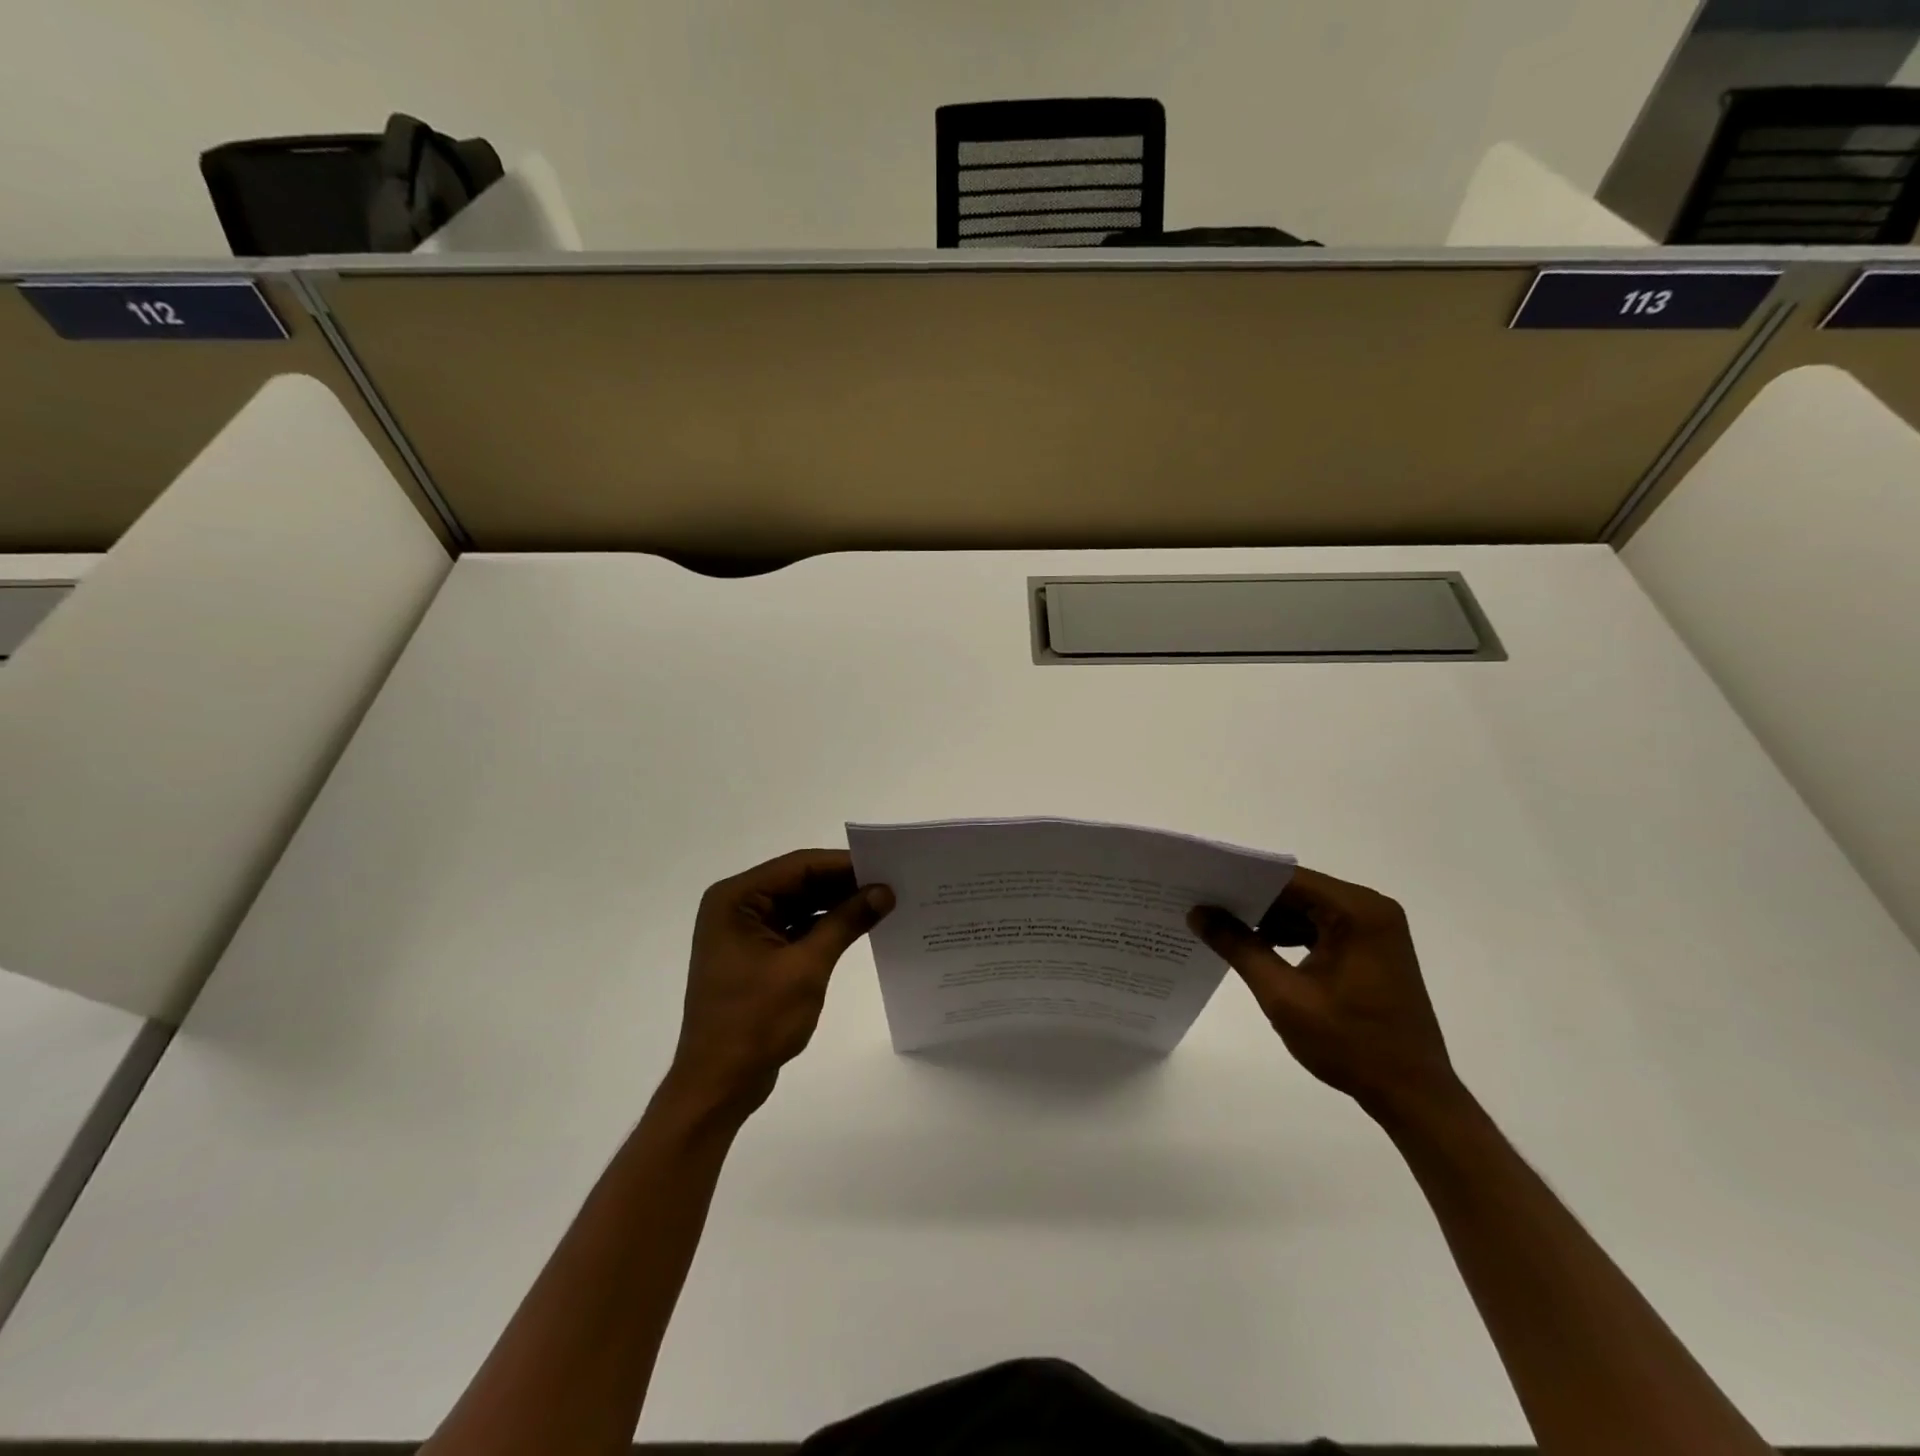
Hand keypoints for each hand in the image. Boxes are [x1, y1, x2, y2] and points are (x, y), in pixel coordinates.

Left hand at [663, 849, 892, 1121]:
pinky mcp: (756, 955)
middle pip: (798, 882)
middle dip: (843, 884)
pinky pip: (795, 928)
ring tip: (883, 902)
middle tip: (891, 883)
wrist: (719, 1084)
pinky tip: (858, 927)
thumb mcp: (807, 967)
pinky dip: (824, 927)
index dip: (843, 864)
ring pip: (799, 904)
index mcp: (736, 900)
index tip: (886, 865)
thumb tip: (884, 891)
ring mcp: (745, 932)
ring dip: (836, 905)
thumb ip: (845, 922)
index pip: (798, 866)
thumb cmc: (755, 1021)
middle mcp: (736, 907)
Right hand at [1188, 867, 1461, 1122]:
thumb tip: (1198, 912)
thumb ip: (1238, 947)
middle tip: (1201, 903)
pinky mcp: (1370, 950)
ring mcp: (1373, 930)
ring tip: (1219, 924)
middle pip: (1297, 891)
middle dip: (1251, 900)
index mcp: (1357, 911)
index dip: (1241, 879)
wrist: (1413, 1096)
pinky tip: (1255, 947)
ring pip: (1306, 909)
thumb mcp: (1283, 995)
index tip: (1200, 883)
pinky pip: (1320, 928)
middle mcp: (1370, 910)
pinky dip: (1289, 935)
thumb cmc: (1350, 1044)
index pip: (1287, 879)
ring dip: (1267, 919)